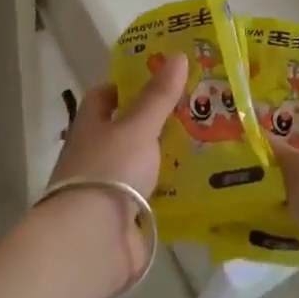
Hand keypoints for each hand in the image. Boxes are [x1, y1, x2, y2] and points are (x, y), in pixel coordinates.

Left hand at [40, 52, 185, 296]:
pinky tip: (201, 184)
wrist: (92, 242)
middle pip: (126, 131)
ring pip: (141, 165)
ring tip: (208, 143)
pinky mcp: (125, 221)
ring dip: (166, 158)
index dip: (127, 85)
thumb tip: (178, 55)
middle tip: (195, 108)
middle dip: (155, 122)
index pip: (104, 97)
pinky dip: (171, 192)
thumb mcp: (137, 127)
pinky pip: (153, 199)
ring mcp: (109, 190)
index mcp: (90, 127)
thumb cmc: (109, 170)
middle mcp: (96, 156)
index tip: (158, 77)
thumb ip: (158, 96)